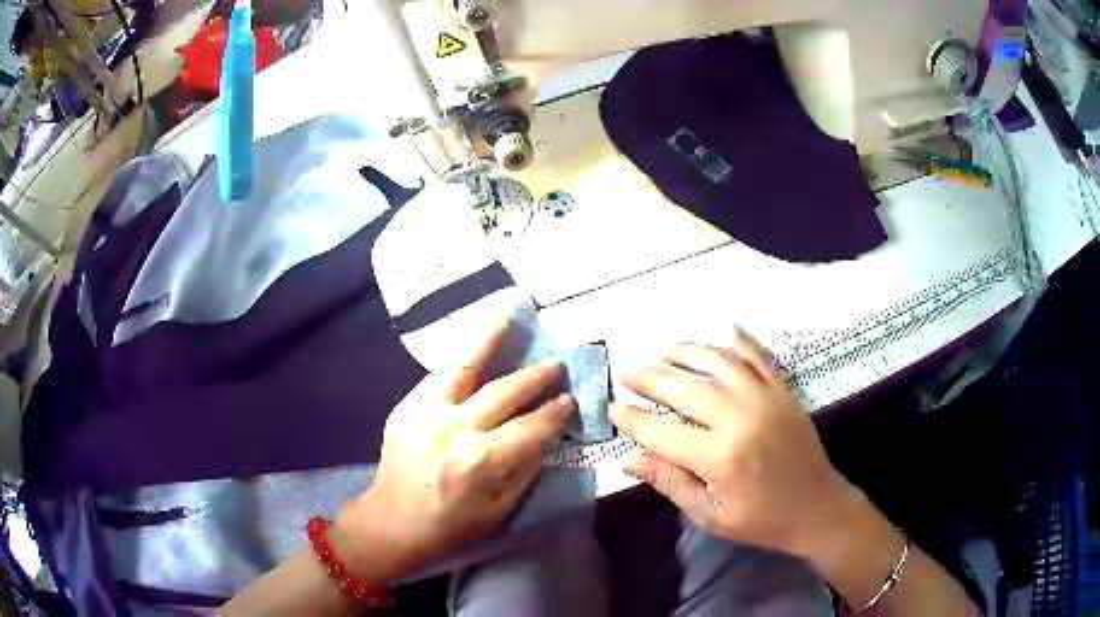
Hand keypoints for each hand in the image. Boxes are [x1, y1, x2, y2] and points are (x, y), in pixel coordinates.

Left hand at [334, 319, 575, 578]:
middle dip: (534, 377)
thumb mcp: (500, 506)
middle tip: (553, 363)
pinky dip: (459, 363)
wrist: (394, 519)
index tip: (569, 400)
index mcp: (480, 460)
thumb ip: (525, 466)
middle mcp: (454, 429)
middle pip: (503, 392)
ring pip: (463, 367)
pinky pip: (438, 378)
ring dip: (488, 340)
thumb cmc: (452, 523)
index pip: (531, 427)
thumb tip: (544, 433)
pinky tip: (474, 350)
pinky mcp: (406, 407)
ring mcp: (425, 413)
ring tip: (508, 316)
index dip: (554, 413)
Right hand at [609, 329, 853, 558]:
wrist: (817, 508)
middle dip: (649, 378)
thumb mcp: (710, 513)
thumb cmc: (761, 520)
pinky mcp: (783, 391)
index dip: (632, 418)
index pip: (660, 431)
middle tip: (627, 372)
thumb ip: (671, 481)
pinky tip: (724, 329)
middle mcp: (739, 418)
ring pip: (719, 362)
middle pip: (684, 388)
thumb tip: (629, 459)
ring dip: (687, 351)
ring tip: (663, 349)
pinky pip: (759, 357)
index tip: (612, 407)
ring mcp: (765, 399)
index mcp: (718, 456)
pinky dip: (740, 341)